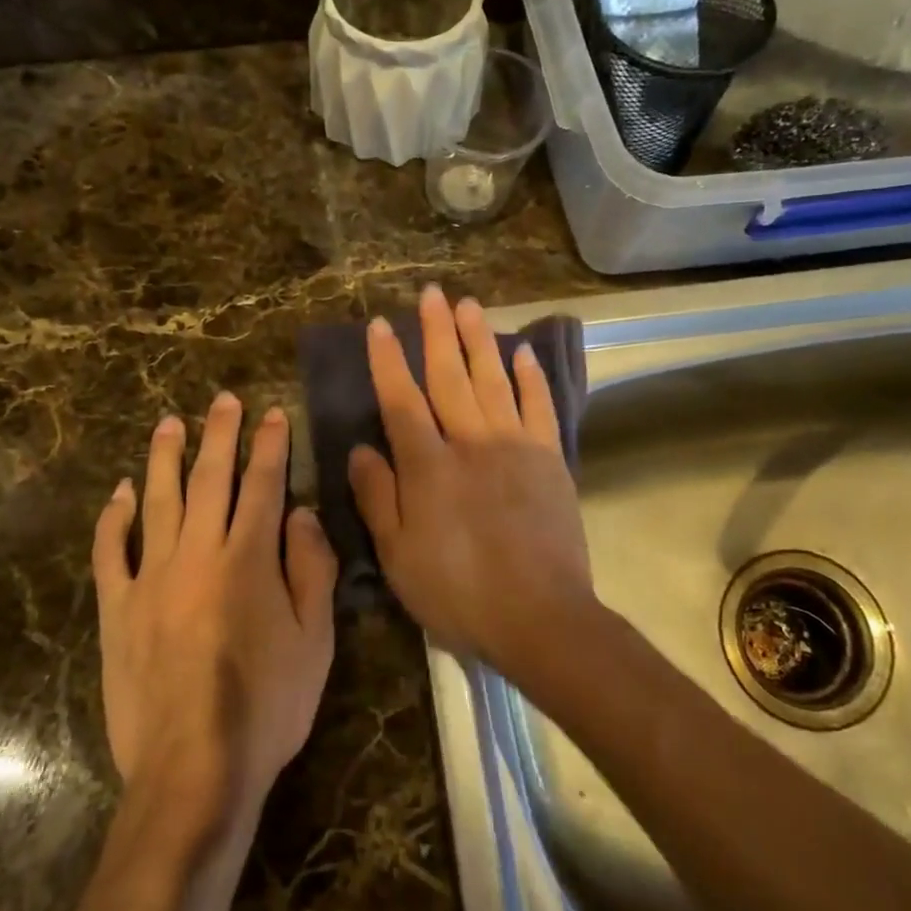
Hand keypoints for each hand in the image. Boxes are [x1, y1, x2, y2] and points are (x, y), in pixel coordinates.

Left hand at [92, 394, 336, 840]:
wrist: (194, 768)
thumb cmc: (268, 707)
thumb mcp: (315, 641)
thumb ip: (311, 569)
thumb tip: (299, 513)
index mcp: (248, 560)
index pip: (262, 485)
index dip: (269, 445)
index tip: (272, 413)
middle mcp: (197, 555)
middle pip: (208, 479)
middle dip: (218, 434)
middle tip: (221, 400)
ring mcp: (150, 579)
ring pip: (157, 501)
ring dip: (164, 457)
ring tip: (169, 422)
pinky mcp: (117, 609)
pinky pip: (110, 551)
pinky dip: (115, 517)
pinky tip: (121, 492)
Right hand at [348, 286, 595, 676]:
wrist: (540, 617)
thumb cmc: (458, 592)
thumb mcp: (399, 556)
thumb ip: (378, 497)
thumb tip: (360, 450)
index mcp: (428, 465)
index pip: (401, 399)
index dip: (388, 361)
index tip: (379, 325)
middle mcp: (470, 442)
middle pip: (449, 376)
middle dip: (436, 332)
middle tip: (431, 294)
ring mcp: (515, 446)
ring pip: (492, 380)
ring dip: (479, 340)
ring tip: (469, 305)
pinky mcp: (549, 459)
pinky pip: (539, 407)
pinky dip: (531, 377)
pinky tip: (522, 352)